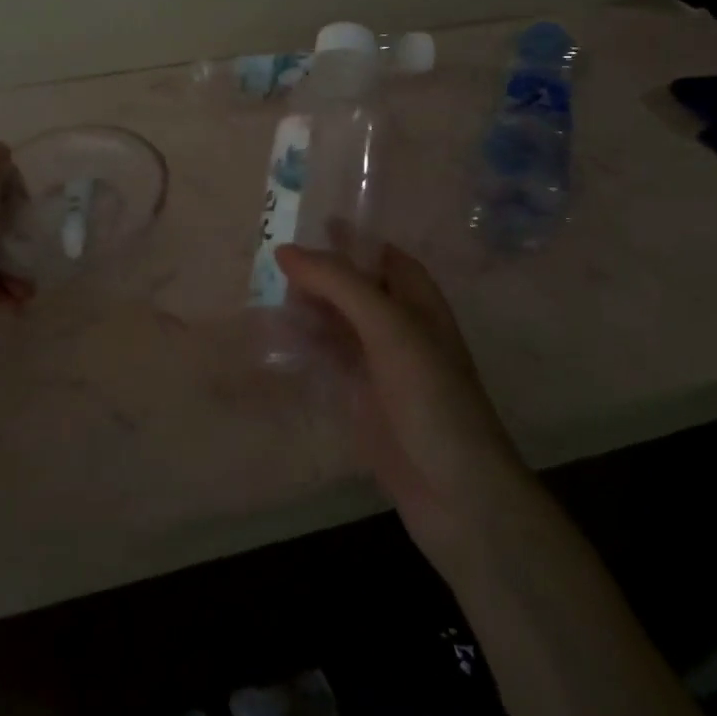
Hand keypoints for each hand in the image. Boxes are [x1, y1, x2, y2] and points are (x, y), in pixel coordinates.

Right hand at [275, 243, 526, 569]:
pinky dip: (303, 348)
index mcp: (417, 301)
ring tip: (261, 296)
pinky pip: (327, 361)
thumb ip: (340, 284)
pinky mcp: (361, 400)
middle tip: (268, 262)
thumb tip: (286, 251)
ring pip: (337, 324)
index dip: (349, 240)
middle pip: (354, 288)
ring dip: (306, 311)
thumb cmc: (430, 396)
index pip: (382, 255)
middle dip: (318, 275)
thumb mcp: (388, 327)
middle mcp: (399, 326)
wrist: (454, 491)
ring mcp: (379, 365)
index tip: (306, 224)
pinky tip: (273, 341)